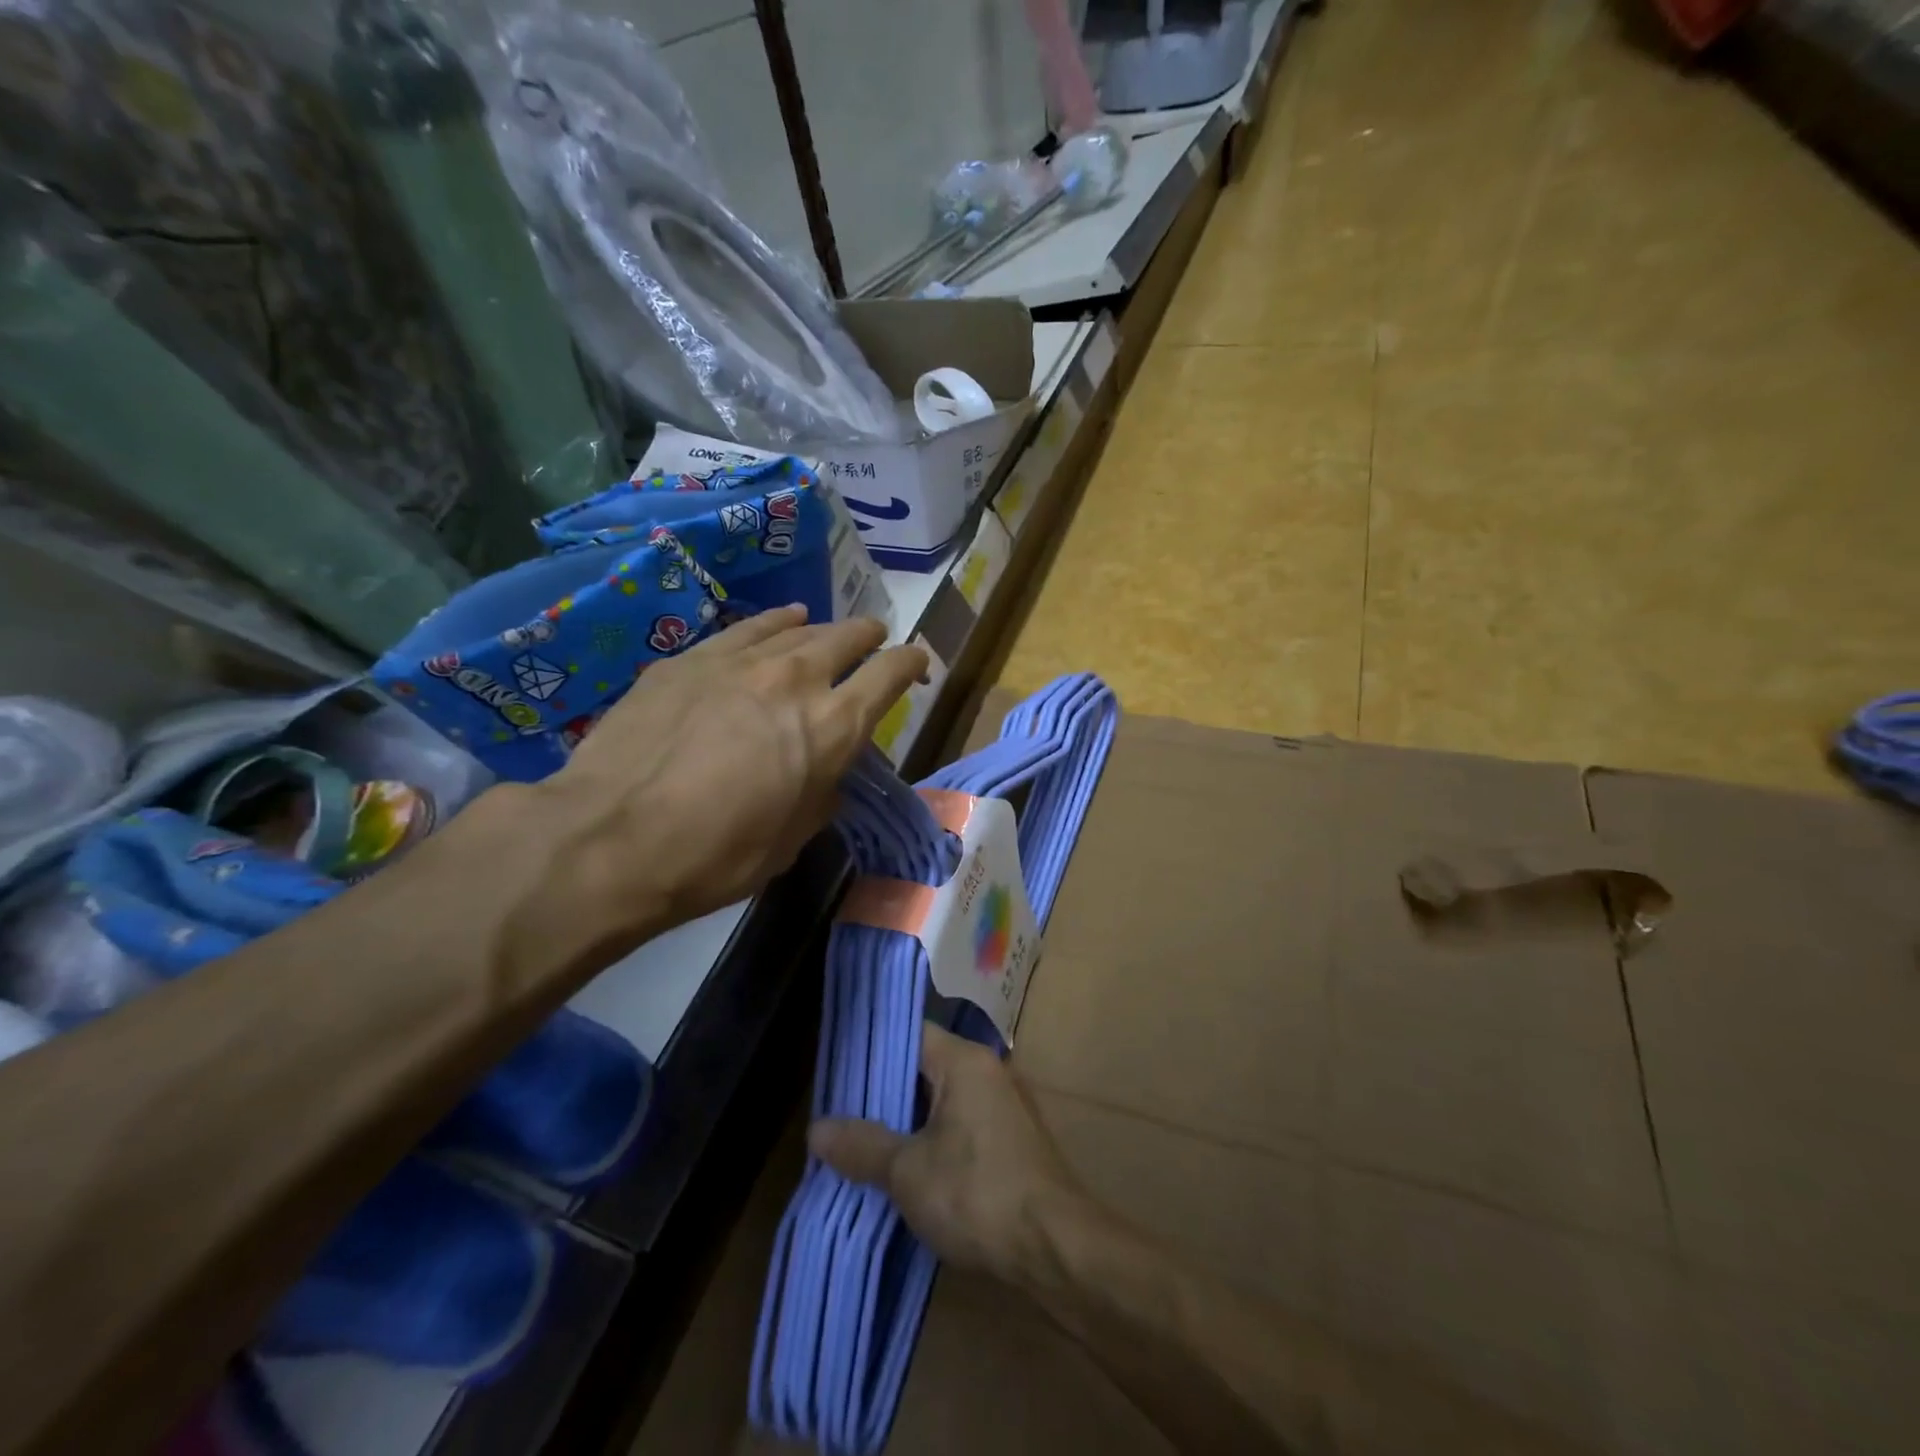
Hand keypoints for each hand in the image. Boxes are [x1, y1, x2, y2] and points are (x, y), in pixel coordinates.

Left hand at [519, 605, 926, 946]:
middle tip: (874, 642)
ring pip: (797, 626)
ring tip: (826, 630)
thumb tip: (825, 769)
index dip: (911, 664)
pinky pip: (748, 629)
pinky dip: (773, 625)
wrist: (611, 837)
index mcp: (833, 726)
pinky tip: (778, 623)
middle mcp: (796, 678)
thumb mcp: (792, 837)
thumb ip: (822, 790)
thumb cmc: (716, 856)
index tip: (917, 664)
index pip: (891, 674)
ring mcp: (740, 660)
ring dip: (821, 629)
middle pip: (848, 637)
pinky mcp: (690, 658)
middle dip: (869, 638)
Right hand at [808, 1024, 1094, 1287]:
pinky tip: (905, 1171)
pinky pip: (961, 1127)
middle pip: (925, 1067)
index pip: (910, 1034)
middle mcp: (988, 1072)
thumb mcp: (908, 1172)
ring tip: (861, 1144)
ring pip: (942, 1102)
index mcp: (965, 1062)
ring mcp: (1004, 1108)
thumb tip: (816, 1128)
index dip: (872, 1049)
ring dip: (907, 1122)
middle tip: (839, 1113)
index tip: (837, 1070)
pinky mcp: (1012, 1143)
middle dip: (883, 1092)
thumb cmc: (977, 1194)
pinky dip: (932, 1141)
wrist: (1056, 1249)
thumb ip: (862, 1145)